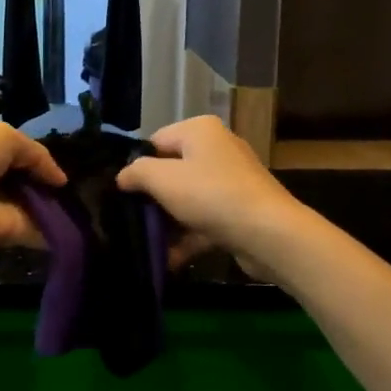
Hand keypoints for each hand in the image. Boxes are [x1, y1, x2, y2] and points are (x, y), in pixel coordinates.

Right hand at [115, 115, 300, 269]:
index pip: (155, 142)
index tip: (121, 193)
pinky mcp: (240, 209)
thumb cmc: (210, 195)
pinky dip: (188, 237)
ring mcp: (231, 180)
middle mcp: (217, 148)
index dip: (136, 166)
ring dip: (168, 223)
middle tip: (130, 219)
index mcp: (199, 130)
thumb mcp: (162, 179)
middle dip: (152, 199)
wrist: (269, 234)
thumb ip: (136, 173)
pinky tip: (168, 260)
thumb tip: (123, 177)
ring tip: (146, 243)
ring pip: (188, 198)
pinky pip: (205, 219)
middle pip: (172, 171)